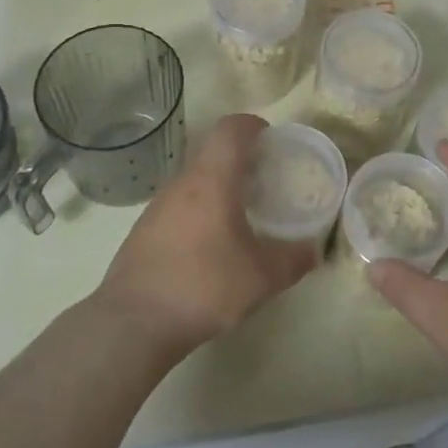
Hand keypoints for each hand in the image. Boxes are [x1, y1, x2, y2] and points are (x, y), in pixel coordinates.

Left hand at [94, 114, 320, 360]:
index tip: (271, 140)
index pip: (230, 129)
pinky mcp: (143, 231)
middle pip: (212, 152)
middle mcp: (182, 183)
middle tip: (264, 180)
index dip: (253, 125)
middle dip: (240, 158)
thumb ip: (292, 260)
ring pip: (194, 180)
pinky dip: (199, 210)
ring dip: (218, 185)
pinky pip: (179, 205)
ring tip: (240, 213)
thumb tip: (314, 252)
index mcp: (211, 179)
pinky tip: (210, 244)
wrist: (134, 322)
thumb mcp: (261, 277)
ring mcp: (157, 206)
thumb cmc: (204, 285)